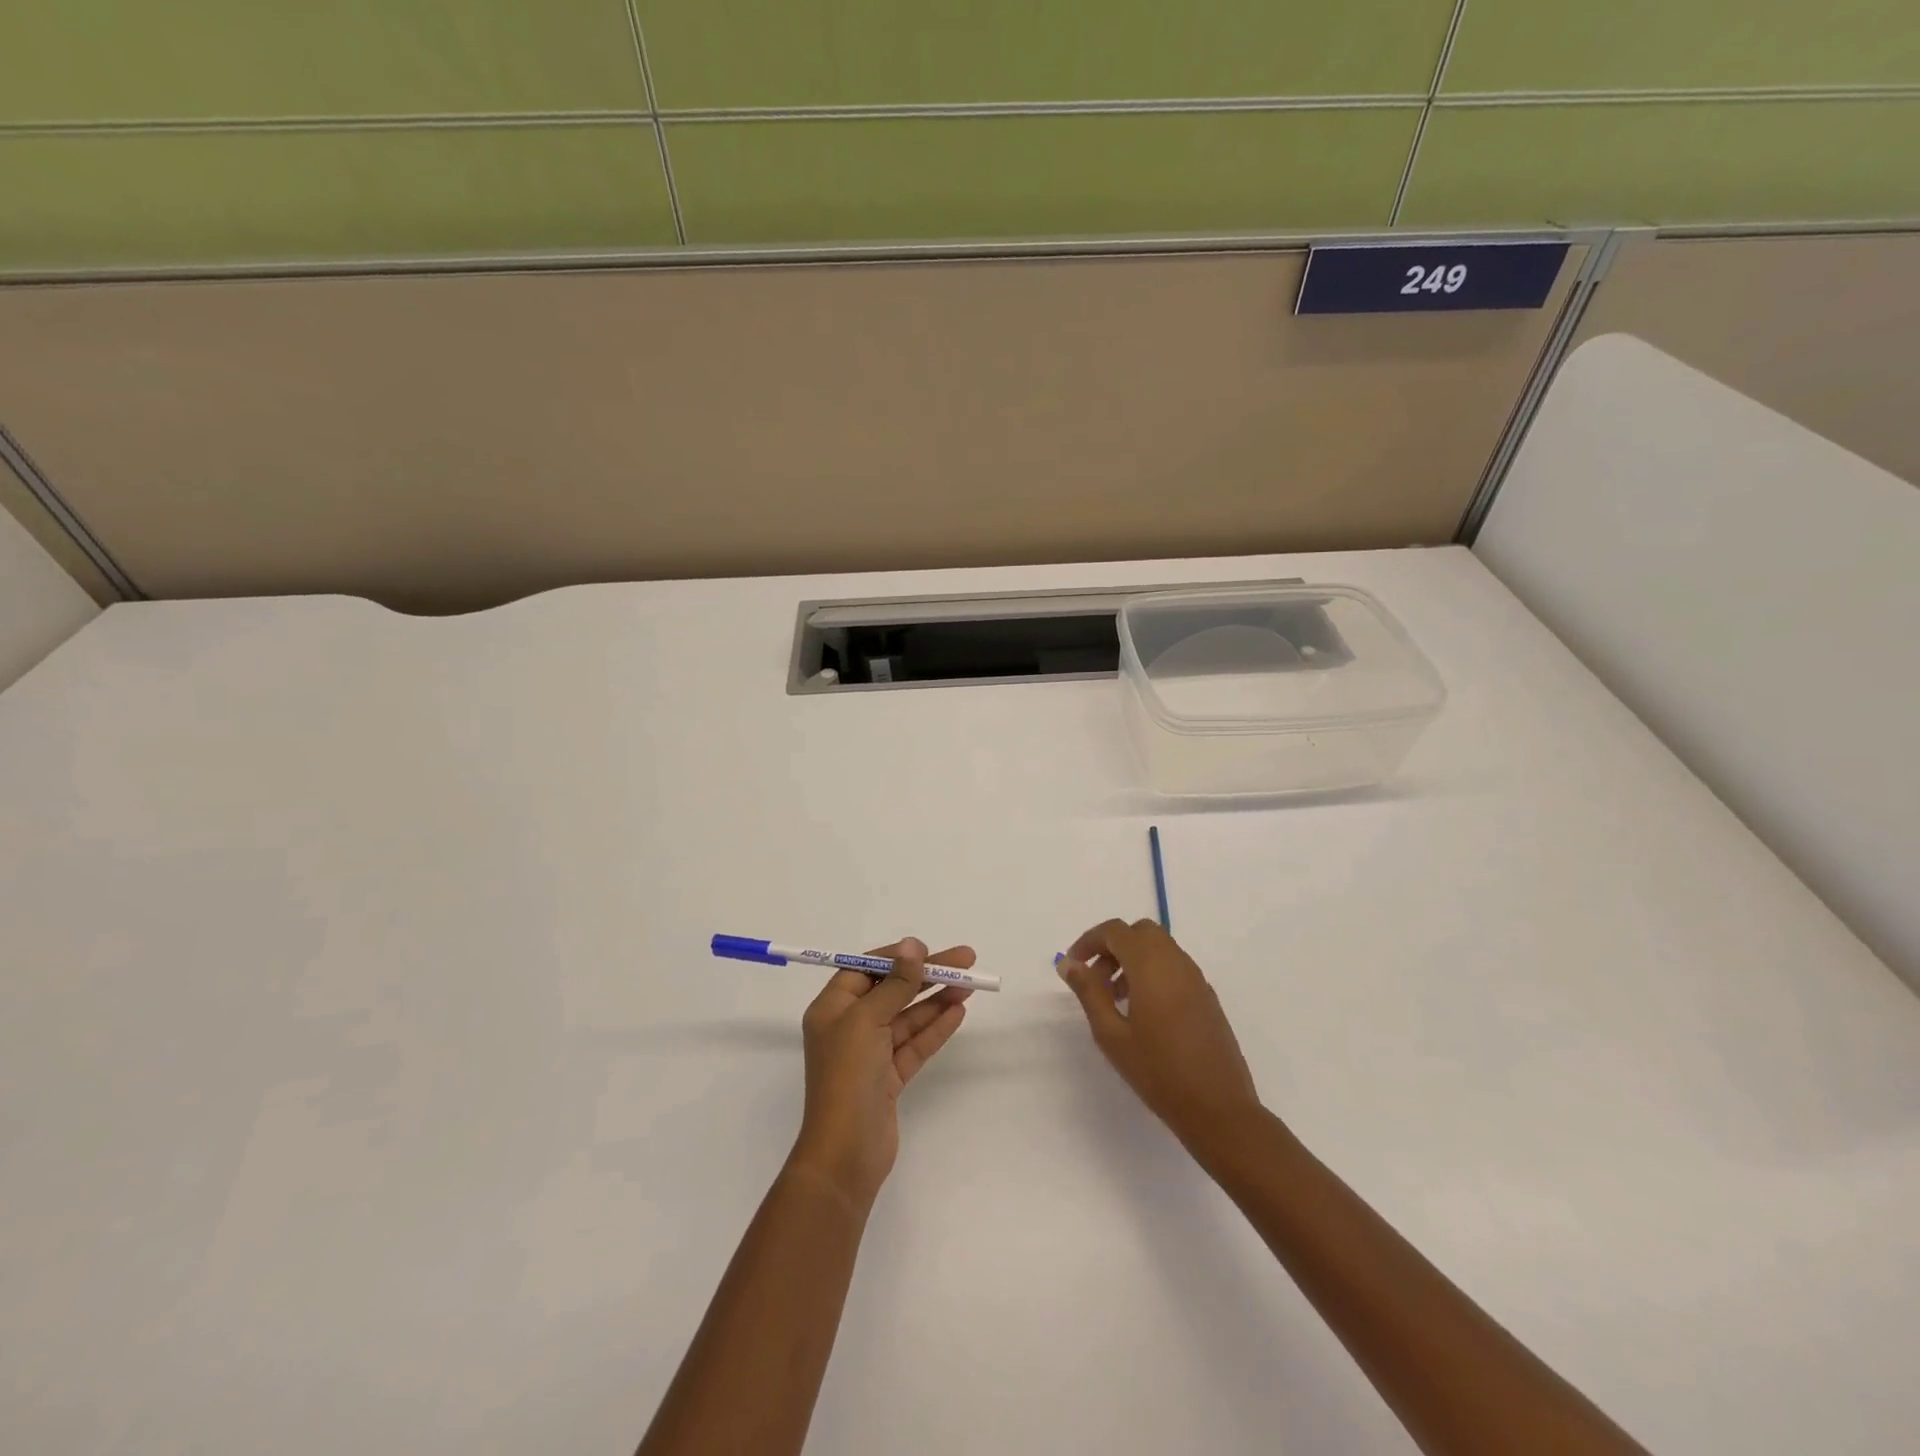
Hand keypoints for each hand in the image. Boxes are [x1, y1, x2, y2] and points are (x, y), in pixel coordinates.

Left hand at [787, 937, 973, 1211]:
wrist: (846, 1153)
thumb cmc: (848, 1075)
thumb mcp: (868, 1019)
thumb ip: (895, 983)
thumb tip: (912, 945)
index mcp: (832, 1008)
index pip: (865, 969)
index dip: (896, 957)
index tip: (927, 950)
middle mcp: (849, 1027)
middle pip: (892, 990)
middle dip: (927, 975)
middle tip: (966, 960)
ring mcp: (870, 1054)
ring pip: (908, 1017)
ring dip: (937, 999)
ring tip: (970, 984)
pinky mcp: (889, 1078)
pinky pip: (914, 1044)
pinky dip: (935, 1027)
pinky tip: (958, 1011)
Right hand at [1056, 918, 1261, 1151]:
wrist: (1218, 1108)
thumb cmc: (1157, 1071)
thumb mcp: (1111, 1034)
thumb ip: (1088, 992)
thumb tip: (1069, 964)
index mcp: (1151, 964)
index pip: (1115, 931)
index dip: (1089, 941)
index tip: (1073, 966)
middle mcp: (1176, 962)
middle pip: (1140, 932)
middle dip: (1113, 947)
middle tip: (1096, 980)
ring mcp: (1196, 978)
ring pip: (1159, 948)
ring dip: (1133, 960)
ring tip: (1116, 1000)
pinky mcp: (1207, 996)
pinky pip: (1175, 967)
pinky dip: (1153, 973)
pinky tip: (1144, 1012)